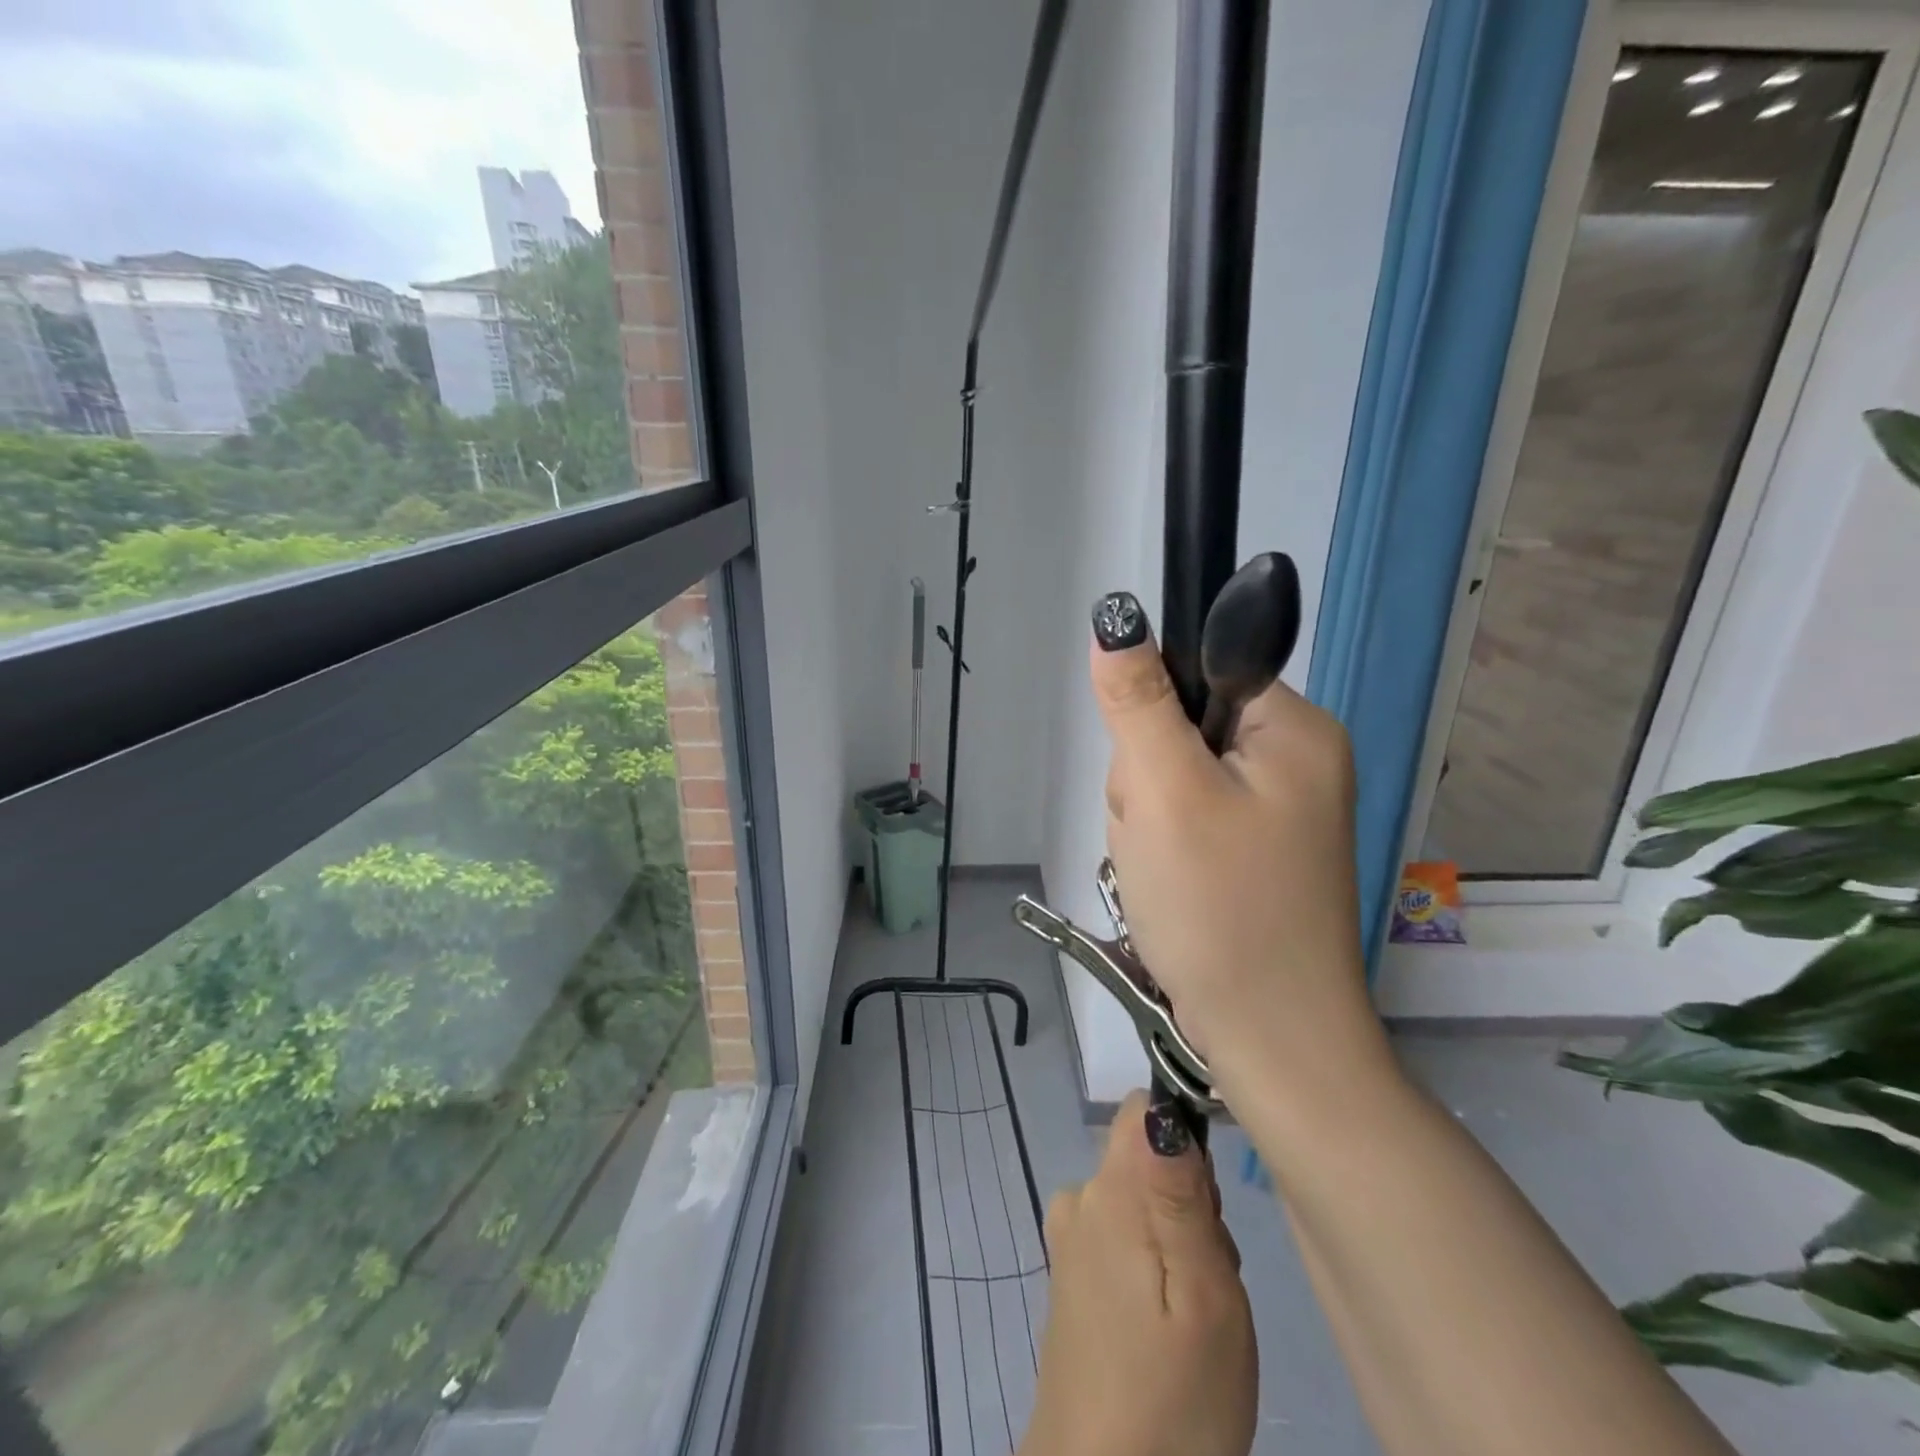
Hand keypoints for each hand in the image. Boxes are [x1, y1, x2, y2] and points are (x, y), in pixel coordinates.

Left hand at [1022, 1091, 1255, 1455]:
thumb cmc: (1172, 1398)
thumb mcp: (1204, 1294)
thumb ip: (1181, 1193)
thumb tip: (1162, 1106)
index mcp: (1109, 1189)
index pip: (1143, 1109)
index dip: (1185, 1138)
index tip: (1209, 1203)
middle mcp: (1080, 1198)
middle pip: (1147, 1159)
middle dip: (1189, 1203)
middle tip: (1209, 1281)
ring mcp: (1070, 1237)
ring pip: (1142, 1202)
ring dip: (1177, 1242)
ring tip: (1192, 1317)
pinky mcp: (1070, 1275)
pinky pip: (1123, 1238)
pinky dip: (1153, 1269)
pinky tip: (1165, 1330)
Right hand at [1088, 591, 1383, 1103]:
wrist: (1271, 1041)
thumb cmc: (1221, 908)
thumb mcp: (1166, 793)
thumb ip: (1138, 701)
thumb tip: (1117, 619)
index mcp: (1294, 729)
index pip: (1198, 673)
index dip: (1153, 719)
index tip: (1151, 777)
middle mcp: (1296, 760)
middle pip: (1178, 727)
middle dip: (1145, 781)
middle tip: (1157, 837)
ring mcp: (1275, 810)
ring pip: (1171, 777)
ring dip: (1146, 819)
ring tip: (1163, 870)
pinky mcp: (1253, 851)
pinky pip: (1184, 819)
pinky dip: (1162, 848)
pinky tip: (1170, 885)